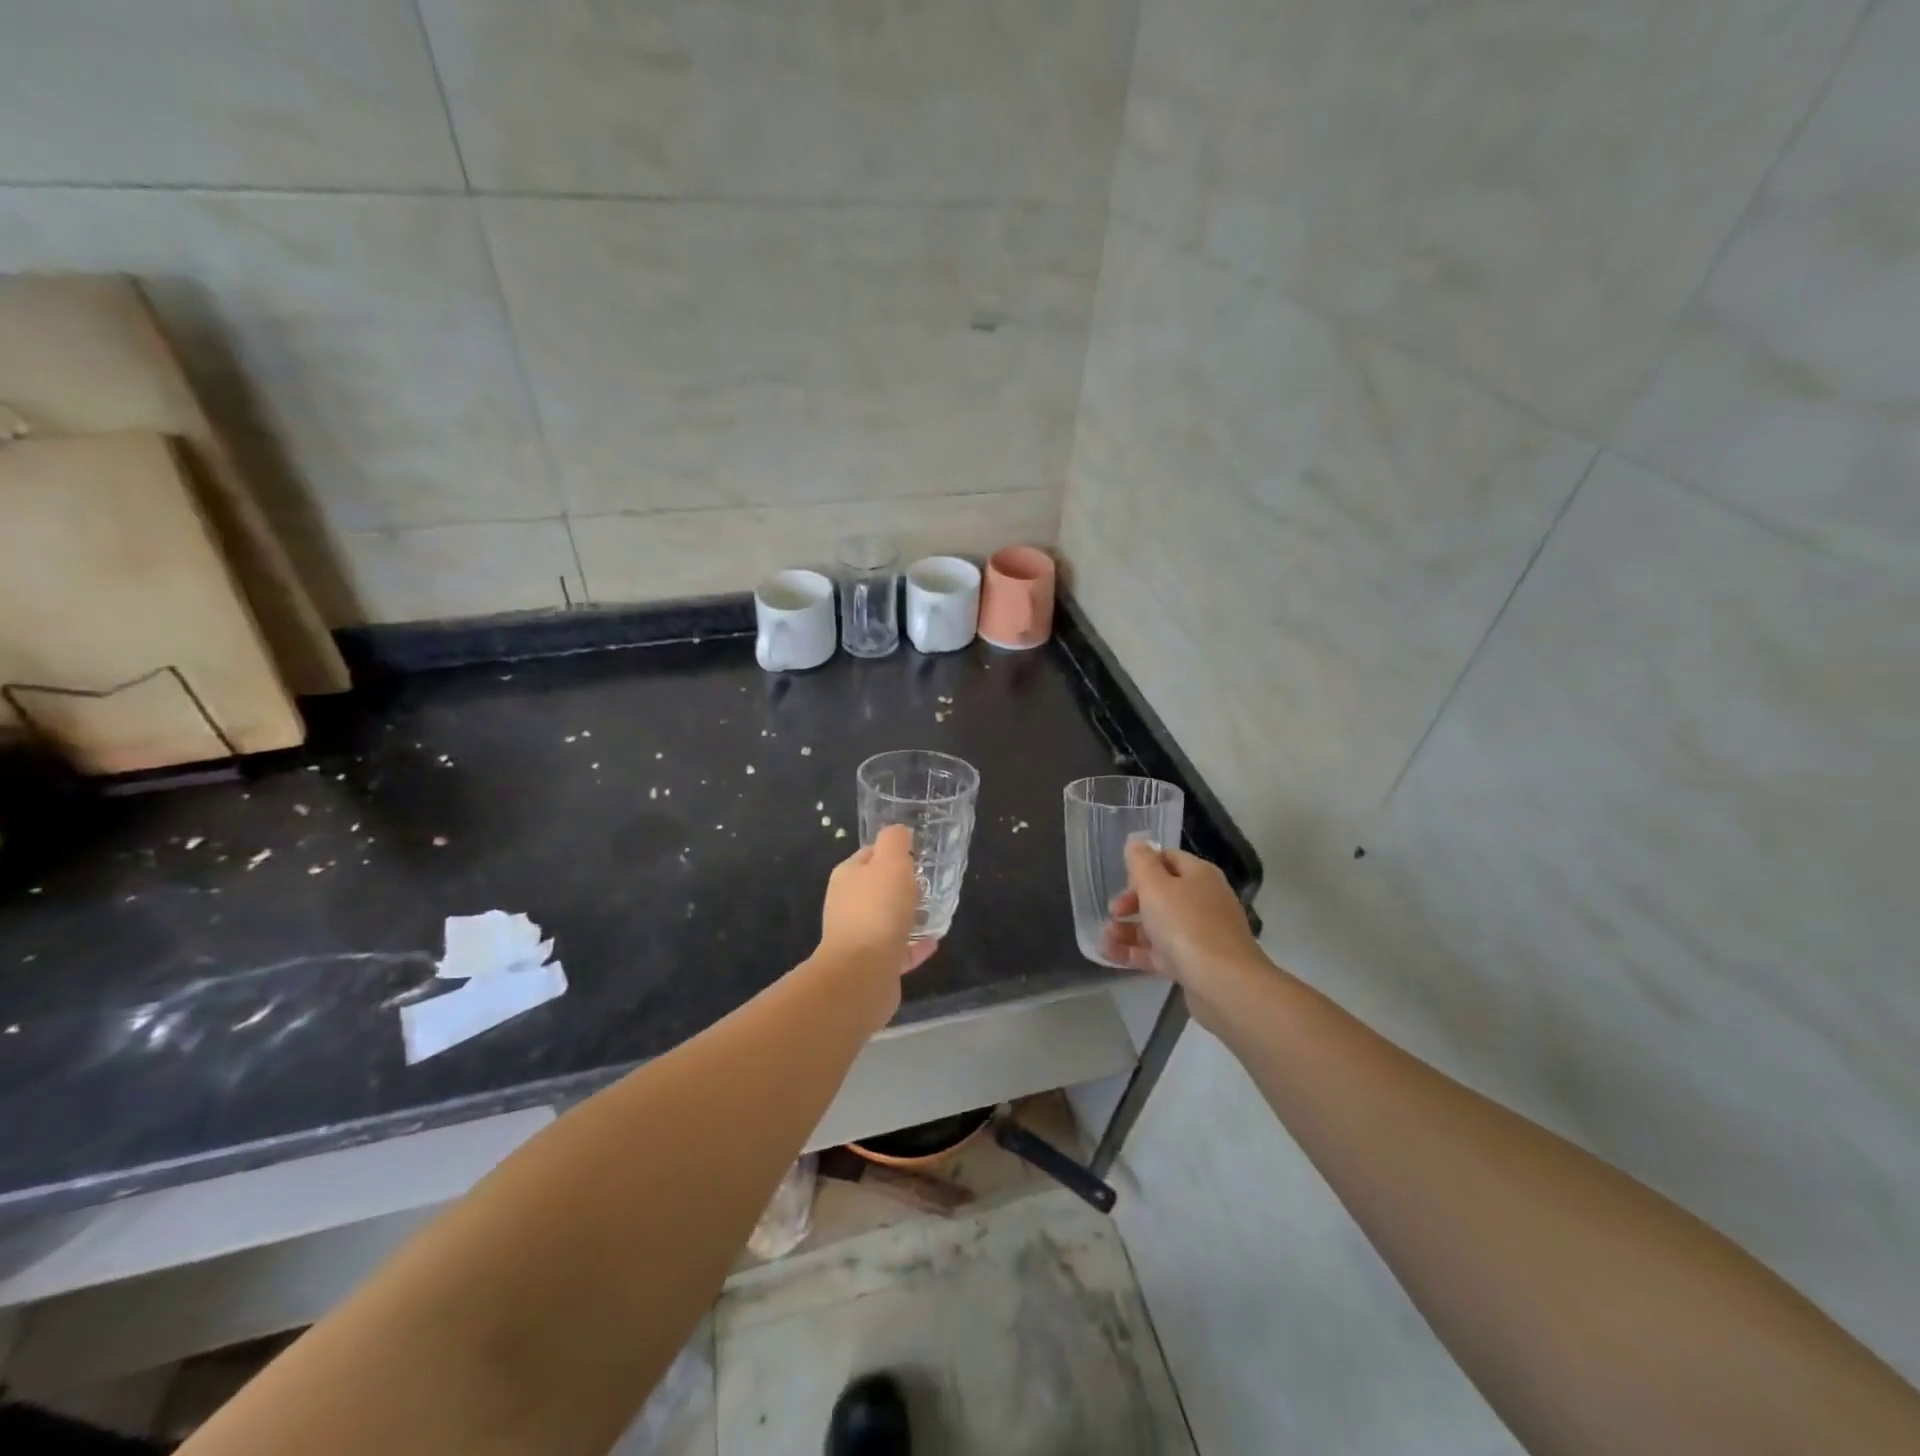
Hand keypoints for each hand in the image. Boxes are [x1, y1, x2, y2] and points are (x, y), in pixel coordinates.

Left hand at [818, 824, 938, 976]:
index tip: (919, 855)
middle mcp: (848, 905)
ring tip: (935, 911)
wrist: (862, 973)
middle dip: (902, 885)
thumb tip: (899, 832)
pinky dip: (914, 945)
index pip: (870, 855)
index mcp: (848, 877)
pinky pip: (898, 950)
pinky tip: (934, 942)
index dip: (893, 852)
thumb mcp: (890, 862)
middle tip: (930, 883)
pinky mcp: (872, 965)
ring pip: (887, 920)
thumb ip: (895, 841)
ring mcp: (858, 937)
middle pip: (878, 888)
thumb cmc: (877, 910)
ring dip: (909, 916)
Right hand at [1100, 840, 1264, 994]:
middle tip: (1113, 911)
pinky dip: (1135, 952)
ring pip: (1158, 925)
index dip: (1143, 866)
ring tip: (1104, 938)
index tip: (1121, 880)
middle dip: (1132, 902)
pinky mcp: (1194, 963)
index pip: (1169, 859)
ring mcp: (1200, 934)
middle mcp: (1203, 901)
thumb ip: (1141, 862)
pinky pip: (1160, 952)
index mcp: (1199, 876)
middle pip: (1162, 893)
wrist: (1223, 984)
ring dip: (1128, 929)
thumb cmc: (1186, 924)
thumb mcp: (1156, 886)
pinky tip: (1109, 955)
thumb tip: (1137, 841)